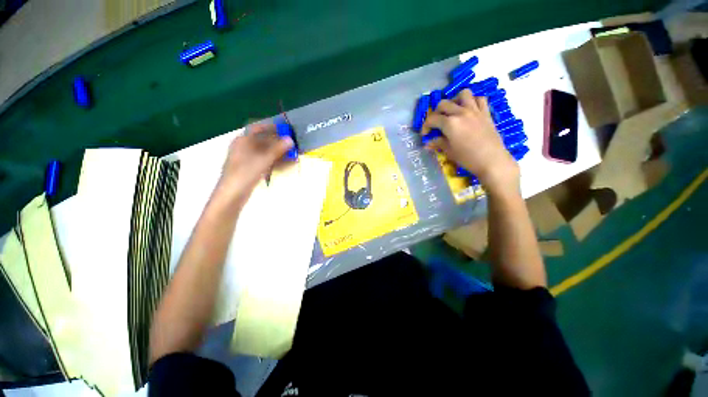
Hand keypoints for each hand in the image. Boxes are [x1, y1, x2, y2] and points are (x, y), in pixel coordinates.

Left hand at [216, 123, 293, 203]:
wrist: (232, 195)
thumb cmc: (245, 173)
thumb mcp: (263, 160)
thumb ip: (277, 149)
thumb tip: (290, 140)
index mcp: (242, 141)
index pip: (257, 128)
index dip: (271, 127)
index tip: (285, 128)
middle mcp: (244, 148)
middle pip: (263, 141)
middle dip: (278, 142)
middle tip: (292, 144)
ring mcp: (247, 160)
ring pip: (266, 152)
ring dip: (279, 153)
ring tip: (292, 155)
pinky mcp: (251, 169)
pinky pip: (265, 162)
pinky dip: (275, 162)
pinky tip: (286, 164)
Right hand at [421, 88, 519, 194]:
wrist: (491, 160)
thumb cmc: (467, 158)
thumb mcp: (449, 151)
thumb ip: (438, 143)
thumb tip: (428, 143)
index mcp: (450, 123)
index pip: (432, 119)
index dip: (425, 126)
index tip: (425, 134)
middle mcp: (461, 112)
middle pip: (444, 104)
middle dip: (436, 113)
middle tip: (436, 123)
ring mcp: (475, 111)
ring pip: (463, 94)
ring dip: (455, 100)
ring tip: (453, 111)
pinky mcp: (486, 113)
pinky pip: (479, 99)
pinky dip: (473, 101)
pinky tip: (469, 110)